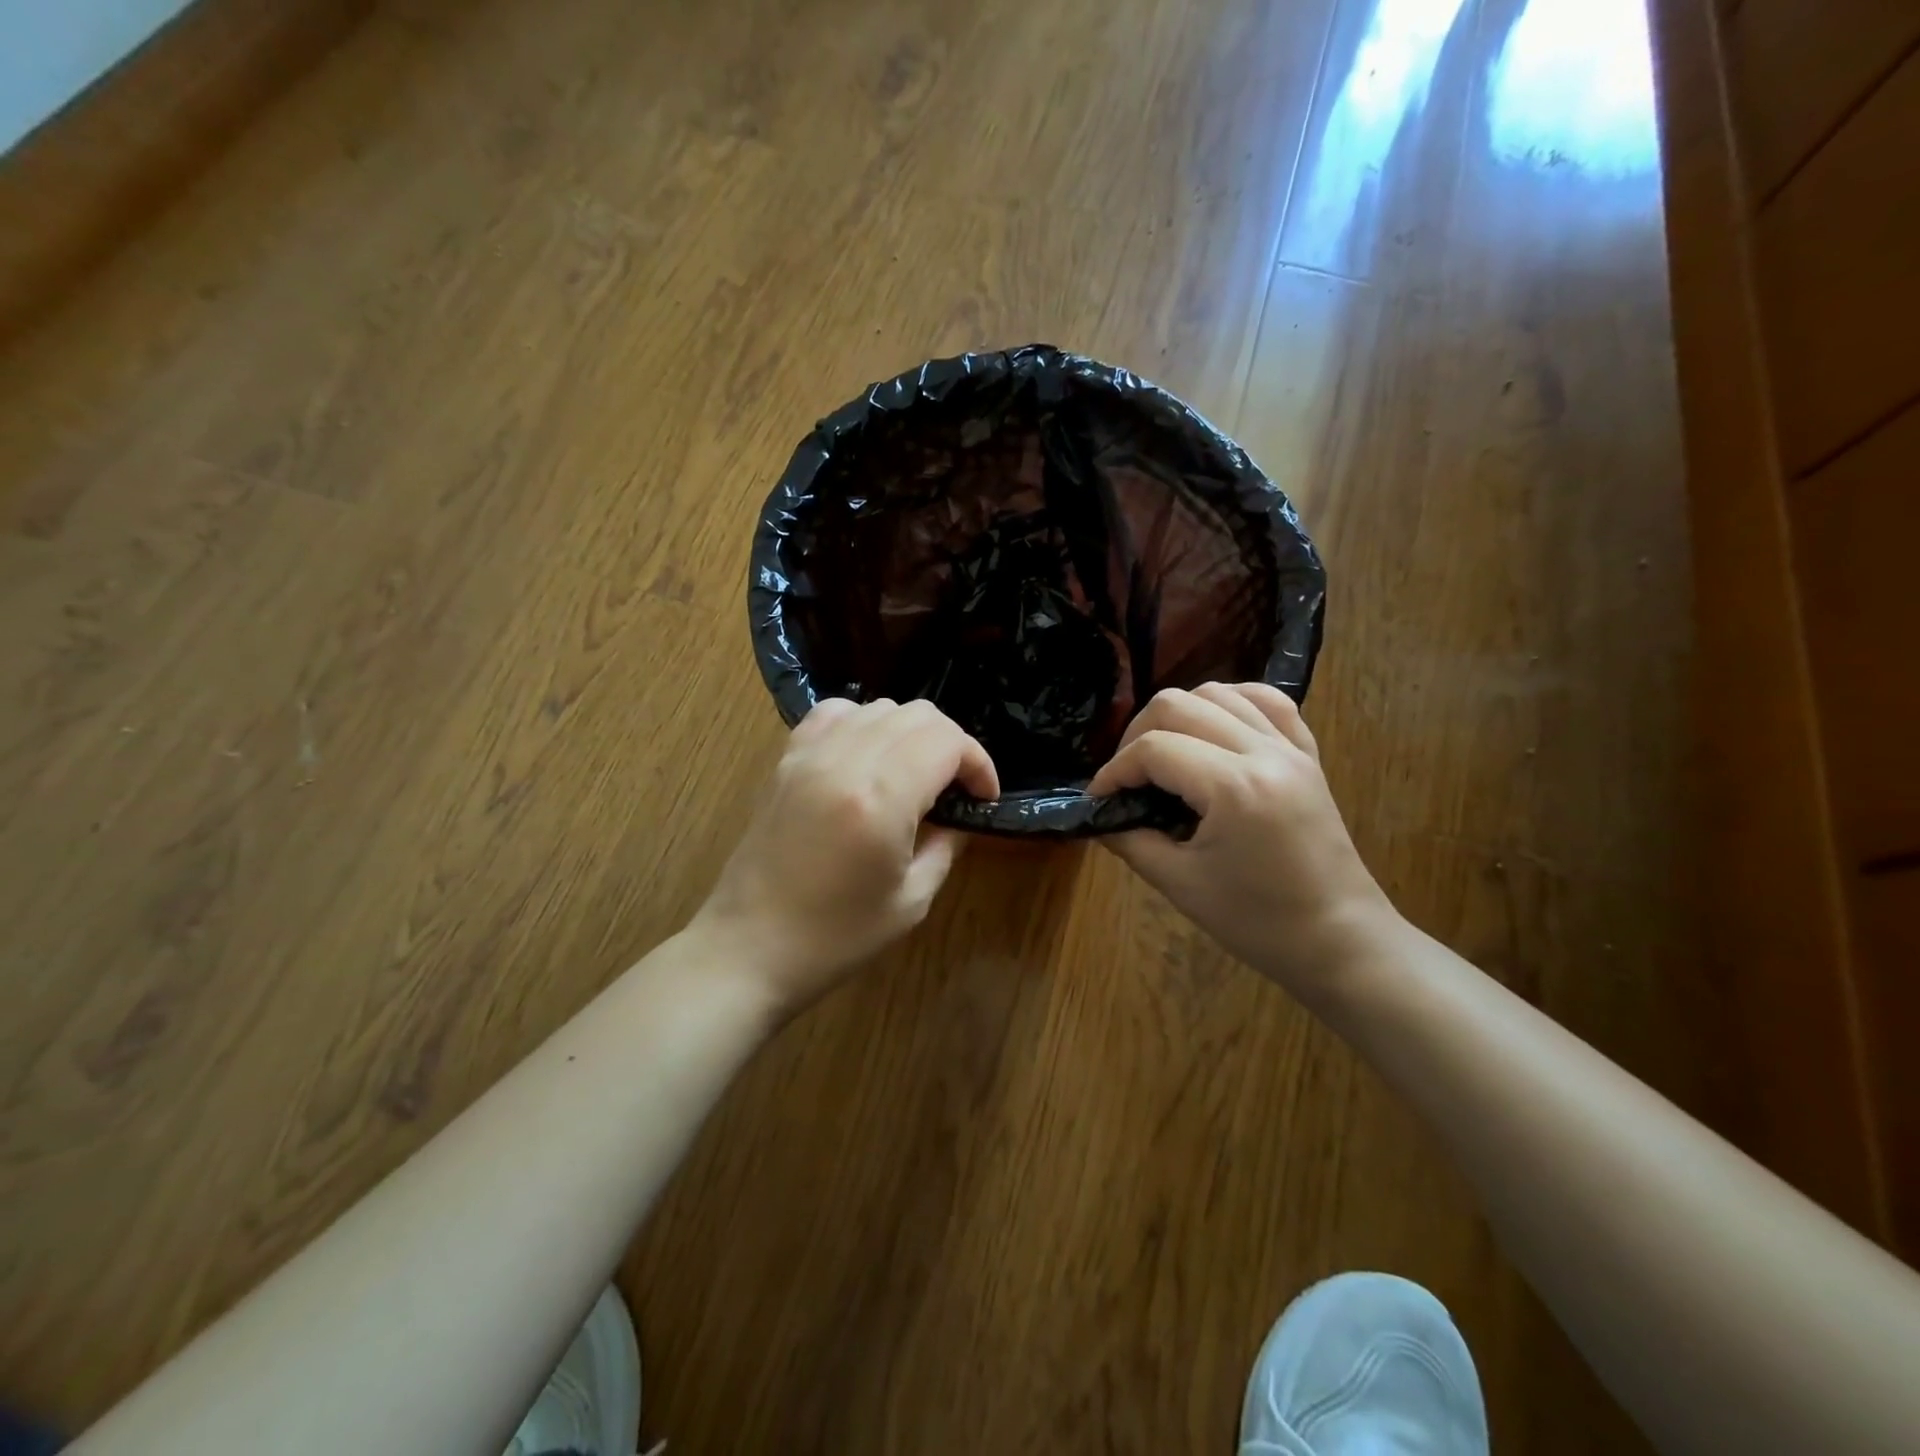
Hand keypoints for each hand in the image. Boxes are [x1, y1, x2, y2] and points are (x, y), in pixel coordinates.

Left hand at [692, 698, 998, 1009]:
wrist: (750, 948)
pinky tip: (868, 757)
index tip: (984, 797)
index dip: (979, 763)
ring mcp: (809, 755)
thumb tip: (961, 813)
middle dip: (951, 744)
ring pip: (879, 707)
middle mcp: (844, 761)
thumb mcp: (912, 900)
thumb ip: (946, 843)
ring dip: (910, 732)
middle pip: (918, 715)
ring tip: (915, 773)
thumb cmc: (836, 937)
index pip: (947, 741)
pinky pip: (834, 713)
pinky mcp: (786, 760)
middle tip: (957, 787)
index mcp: (881, 798)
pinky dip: (863, 723)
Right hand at [1088, 683, 1395, 998]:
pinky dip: (1230, 703)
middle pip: (1179, 704)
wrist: (1341, 941)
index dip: (1114, 771)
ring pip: (1219, 692)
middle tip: (1125, 776)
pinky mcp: (1307, 755)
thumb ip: (1132, 841)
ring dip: (1178, 714)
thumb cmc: (1259, 922)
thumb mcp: (1181, 885)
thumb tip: (1101, 816)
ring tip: (1163, 752)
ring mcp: (1291, 748)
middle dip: (1137, 734)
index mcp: (1234, 788)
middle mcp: (1264, 752)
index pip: (1153, 750)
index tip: (1099, 799)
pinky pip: (1267, 701)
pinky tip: (1212, 727)